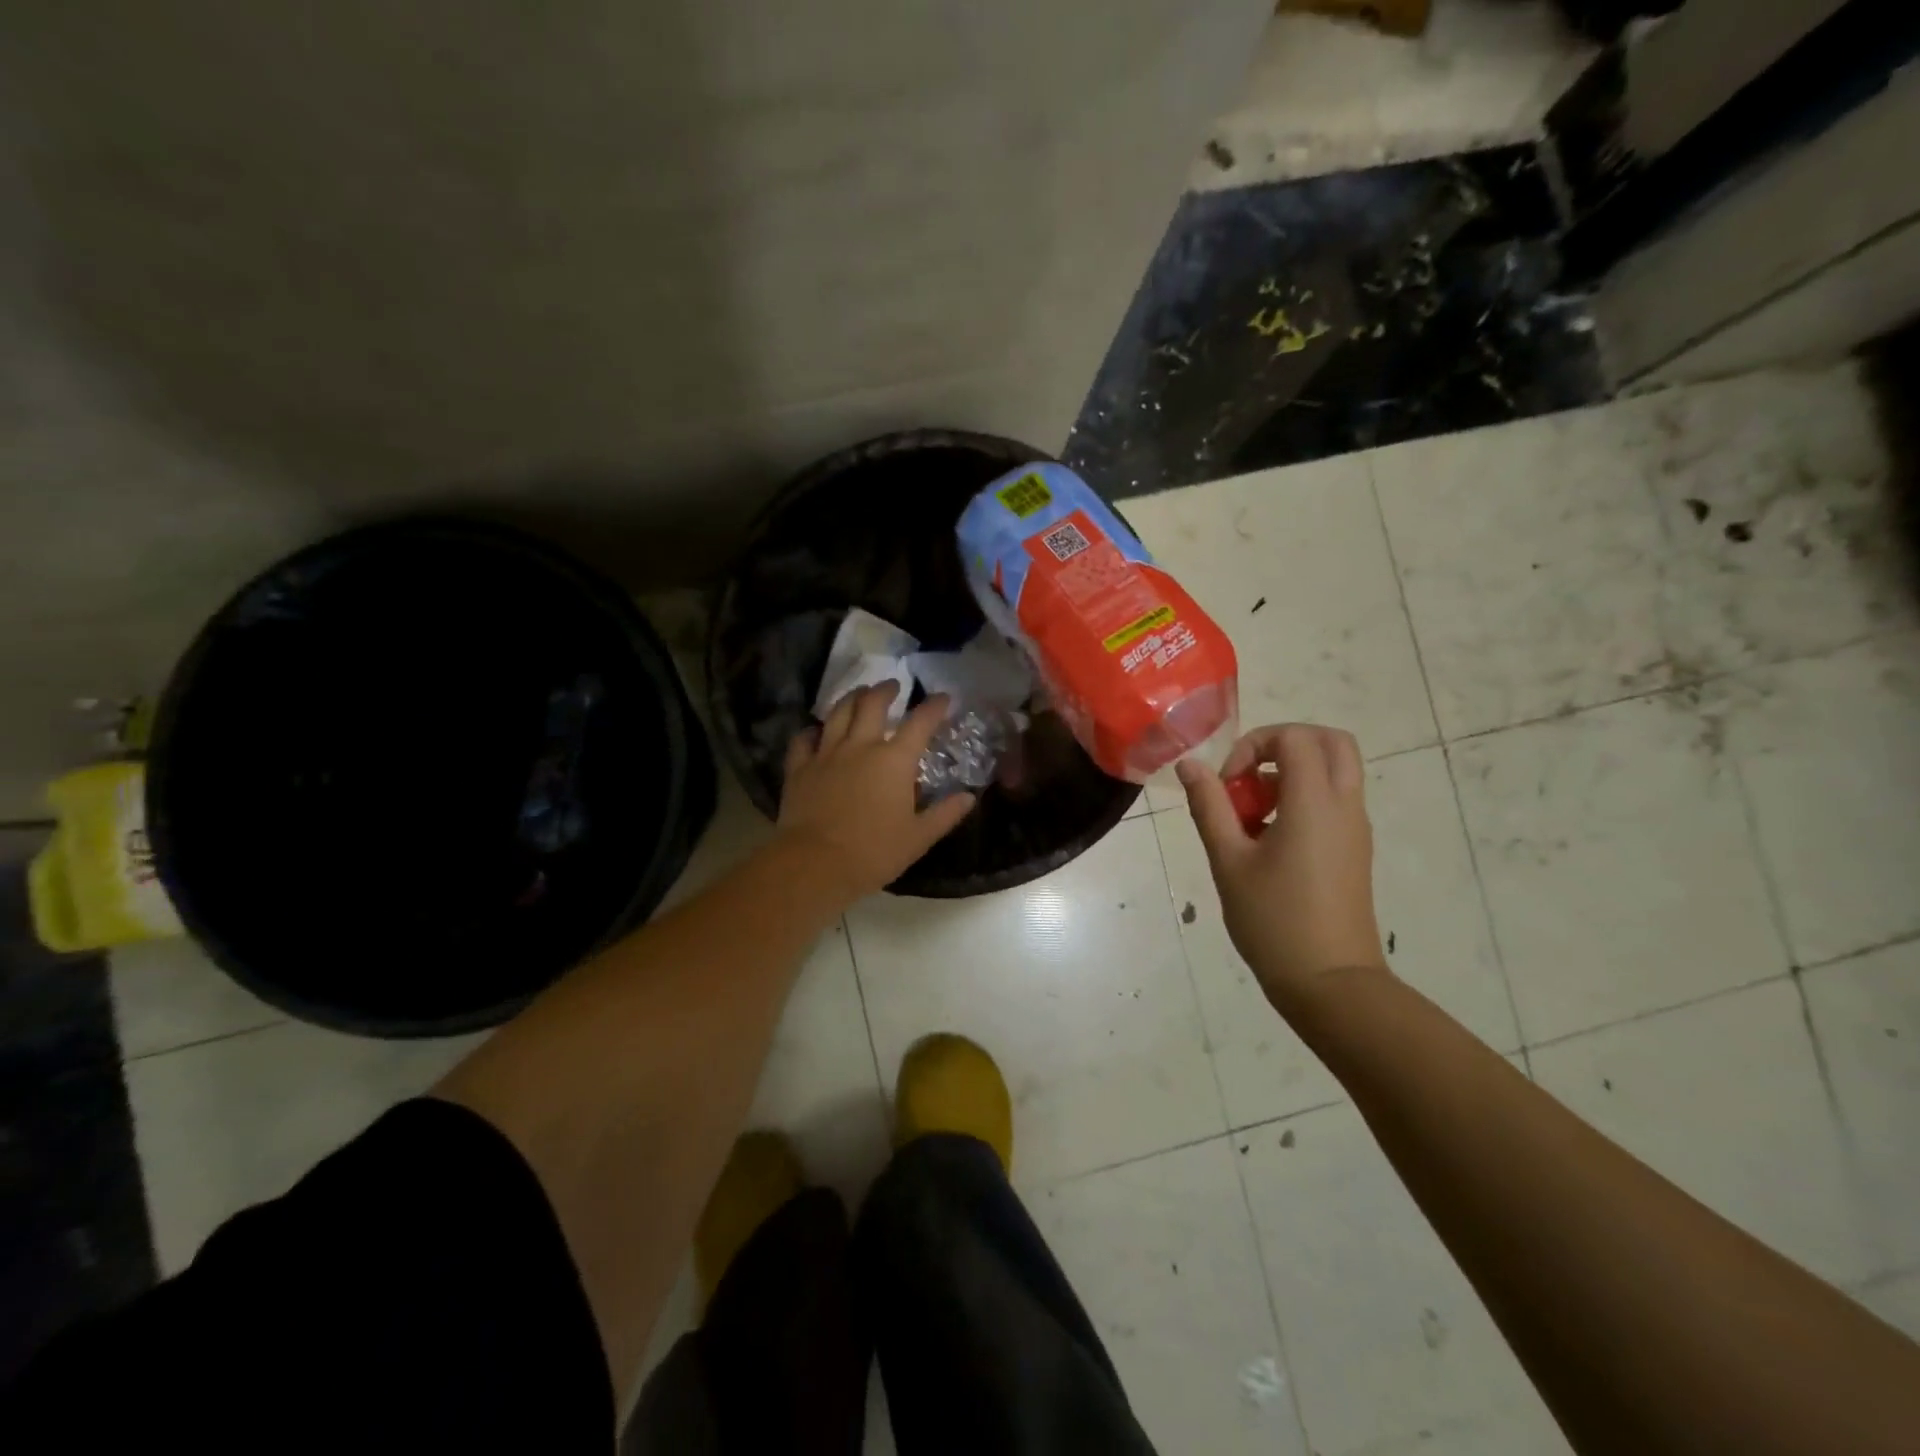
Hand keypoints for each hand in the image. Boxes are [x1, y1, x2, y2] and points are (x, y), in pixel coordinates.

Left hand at [776, 683, 977, 903]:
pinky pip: (804, 739)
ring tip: (859, 694)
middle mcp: (861, 746)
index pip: (920, 722)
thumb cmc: (874, 852)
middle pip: (873, 704)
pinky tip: (816, 731)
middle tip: (892, 685)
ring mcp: (826, 754)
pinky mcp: (799, 767)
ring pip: (838, 713)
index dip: (934, 706)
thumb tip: (968, 797)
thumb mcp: (918, 838)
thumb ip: (945, 814)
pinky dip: (812, 731)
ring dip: (851, 698)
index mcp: (895, 760)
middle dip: (885, 690)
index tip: (943, 697)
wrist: (815, 863)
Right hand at [1177, 723, 1385, 1012]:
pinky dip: (1303, 798)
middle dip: (1285, 744)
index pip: (1295, 737)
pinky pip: (1334, 800)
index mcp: (1314, 802)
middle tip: (1249, 774)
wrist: (1330, 982)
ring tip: (1252, 813)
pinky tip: (1268, 839)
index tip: (1228, 782)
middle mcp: (1344, 806)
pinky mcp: (1354, 849)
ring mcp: (1355, 828)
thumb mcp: (1228, 861)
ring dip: (1292, 773)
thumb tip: (1190, 765)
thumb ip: (1209, 806)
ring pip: (1335, 770)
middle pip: (1331, 741)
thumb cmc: (1273, 920)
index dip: (1255, 744)